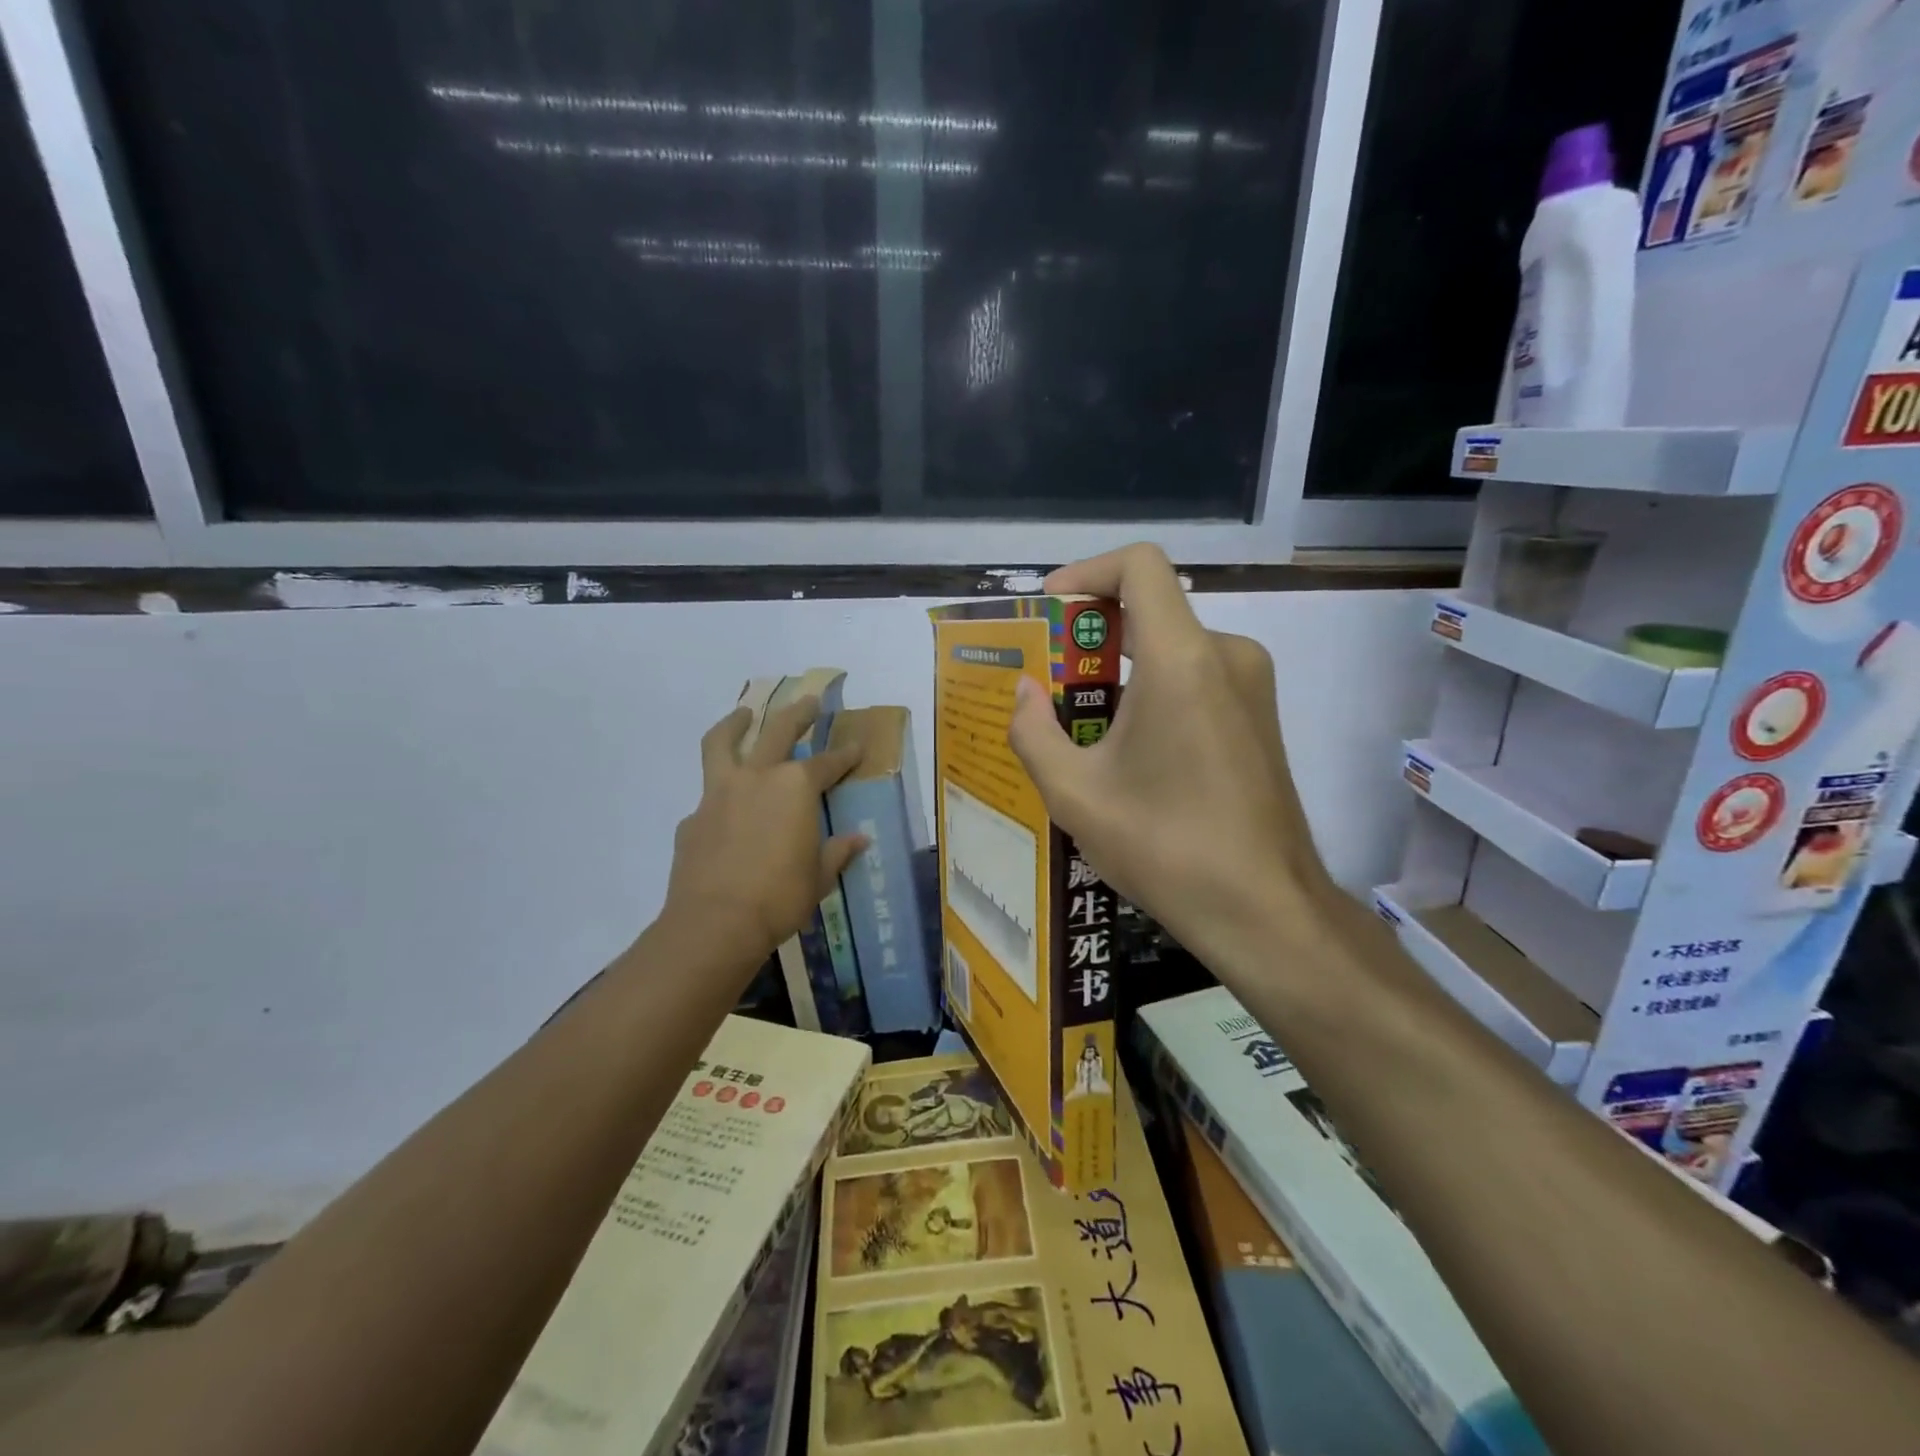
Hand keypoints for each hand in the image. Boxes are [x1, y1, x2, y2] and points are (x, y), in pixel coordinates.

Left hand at [664, 698, 867, 965]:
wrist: (715, 923)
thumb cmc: (780, 897)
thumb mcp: (819, 877)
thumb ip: (836, 852)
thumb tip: (858, 840)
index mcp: (796, 788)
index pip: (828, 763)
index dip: (846, 755)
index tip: (857, 746)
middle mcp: (758, 778)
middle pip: (777, 731)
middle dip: (797, 714)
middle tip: (808, 701)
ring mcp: (719, 794)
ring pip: (723, 744)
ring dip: (734, 724)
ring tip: (742, 714)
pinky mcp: (692, 818)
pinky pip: (708, 795)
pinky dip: (720, 792)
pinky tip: (726, 808)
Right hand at [1006, 543, 1330, 963]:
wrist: (1264, 909)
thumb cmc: (1165, 847)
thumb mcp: (1074, 793)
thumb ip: (1032, 731)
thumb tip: (1023, 693)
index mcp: (1181, 659)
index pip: (1140, 565)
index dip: (1088, 571)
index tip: (1050, 609)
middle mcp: (1226, 655)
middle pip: (1151, 610)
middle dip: (1092, 635)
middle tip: (1047, 678)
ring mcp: (1252, 686)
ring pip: (1172, 649)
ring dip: (1121, 671)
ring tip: (1077, 725)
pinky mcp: (1260, 716)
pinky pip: (1196, 679)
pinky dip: (1153, 693)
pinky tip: (1126, 751)